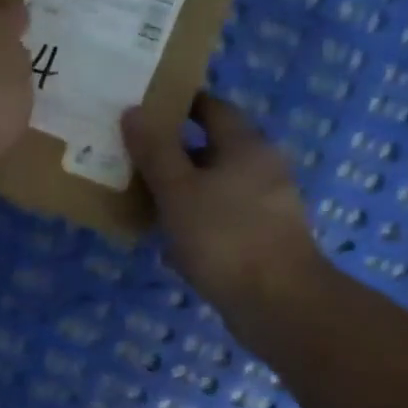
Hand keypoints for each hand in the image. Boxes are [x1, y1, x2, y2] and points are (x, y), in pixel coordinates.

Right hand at [122, 93, 326, 340]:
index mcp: (245, 146)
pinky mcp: (261, 240)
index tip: (143, 108)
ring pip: (214, 188)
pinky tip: (167, 241)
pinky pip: (220, 220)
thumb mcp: (178, 190)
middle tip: (130, 156)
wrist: (278, 302)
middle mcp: (261, 169)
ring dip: (181, 191)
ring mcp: (264, 207)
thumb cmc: (225, 236)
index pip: (212, 108)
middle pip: (212, 149)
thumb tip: (134, 111)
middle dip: (172, 152)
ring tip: (140, 199)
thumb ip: (155, 151)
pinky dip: (194, 223)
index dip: (179, 105)